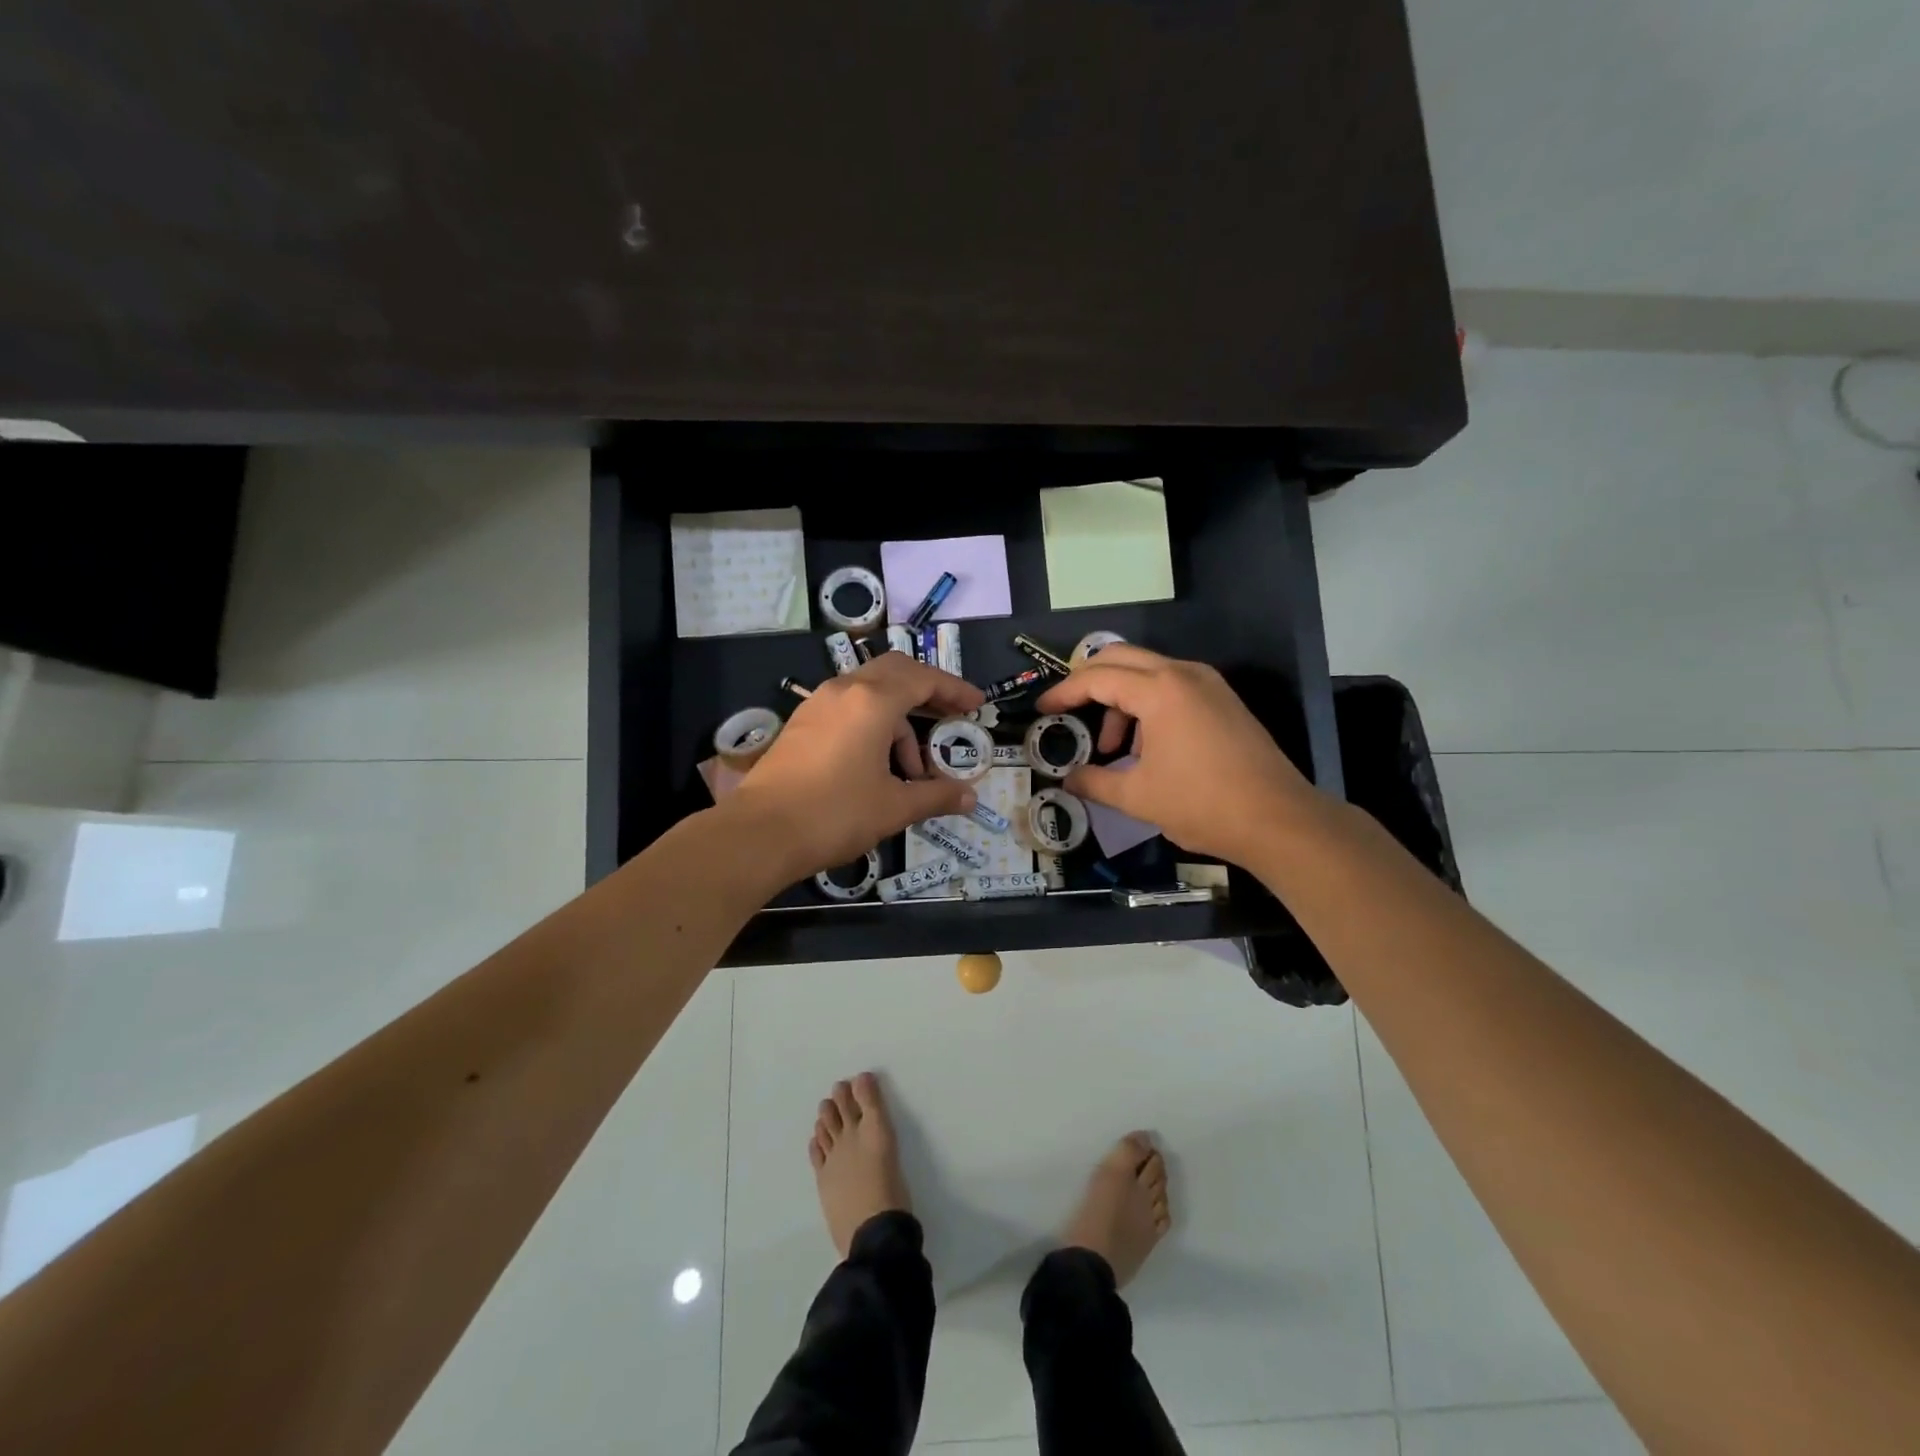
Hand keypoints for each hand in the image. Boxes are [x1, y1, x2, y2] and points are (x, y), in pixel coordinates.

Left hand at [728, 654, 986, 882]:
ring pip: (869, 693)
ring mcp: (817, 705)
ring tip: (910, 771)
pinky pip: (847, 708)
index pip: (923, 679)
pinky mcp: (800, 724)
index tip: (977, 706)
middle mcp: (844, 690)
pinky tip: (876, 766)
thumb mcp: (894, 807)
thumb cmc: (835, 814)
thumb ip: (936, 796)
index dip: (955, 690)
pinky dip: (871, 725)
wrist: (759, 833)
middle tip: (949, 718)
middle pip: (895, 672)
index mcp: (872, 701)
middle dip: (927, 692)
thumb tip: (971, 798)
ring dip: (898, 720)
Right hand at [1033, 644, 1317, 865]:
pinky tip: (1147, 748)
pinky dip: (1149, 705)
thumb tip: (1067, 780)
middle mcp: (1184, 674)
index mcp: (1160, 691)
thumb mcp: (1137, 797)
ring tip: (1115, 749)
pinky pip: (1173, 687)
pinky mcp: (1223, 701)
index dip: (1064, 692)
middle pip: (1121, 657)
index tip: (1043, 710)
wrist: (1278, 820)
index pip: (1098, 678)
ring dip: (1122, 699)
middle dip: (1089, 681)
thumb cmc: (1201, 804)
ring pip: (1149, 672)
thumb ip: (1094, 782)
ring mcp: (1208, 684)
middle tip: (1069, 710)